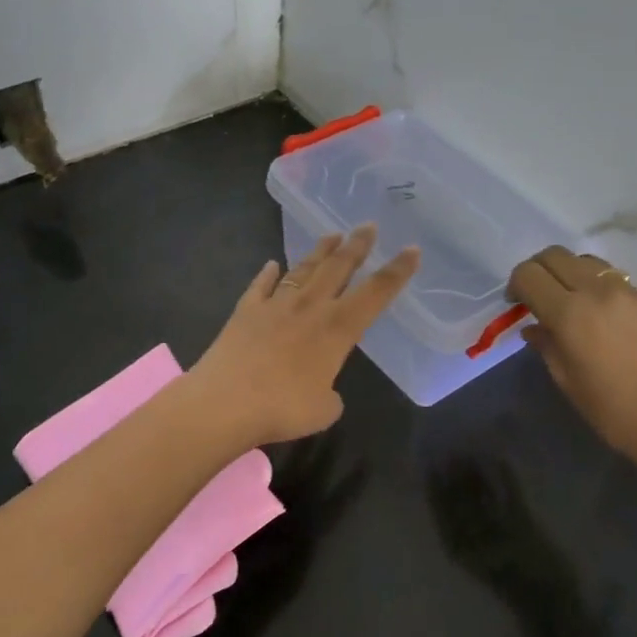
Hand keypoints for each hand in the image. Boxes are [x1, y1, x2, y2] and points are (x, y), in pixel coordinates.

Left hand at [189, 225, 420, 445]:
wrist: (225, 402)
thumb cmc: (282, 408)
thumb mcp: (323, 410)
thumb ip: (329, 395)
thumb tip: (322, 389)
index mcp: (337, 329)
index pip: (375, 294)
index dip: (397, 272)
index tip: (412, 250)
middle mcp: (309, 308)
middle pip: (338, 268)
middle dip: (357, 246)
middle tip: (368, 226)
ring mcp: (274, 305)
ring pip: (302, 270)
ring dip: (319, 252)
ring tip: (332, 235)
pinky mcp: (245, 311)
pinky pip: (260, 286)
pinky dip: (268, 274)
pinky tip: (272, 265)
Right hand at [508, 246, 636, 474]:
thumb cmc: (613, 411)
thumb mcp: (567, 381)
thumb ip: (546, 345)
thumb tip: (535, 327)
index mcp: (569, 314)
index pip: (529, 274)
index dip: (516, 284)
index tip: (517, 304)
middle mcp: (599, 291)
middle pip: (556, 255)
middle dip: (540, 270)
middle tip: (539, 295)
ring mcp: (631, 292)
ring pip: (589, 262)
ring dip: (572, 274)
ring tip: (574, 302)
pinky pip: (619, 281)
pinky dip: (602, 290)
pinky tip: (609, 320)